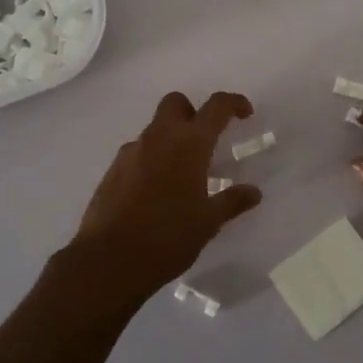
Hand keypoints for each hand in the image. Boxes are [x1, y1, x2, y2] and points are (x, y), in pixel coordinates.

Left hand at [62, 91, 262, 307]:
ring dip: (170, 139)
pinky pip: (137, 152)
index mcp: (189, 144)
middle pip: (176, 103)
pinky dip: (151, 160)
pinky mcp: (112, 170)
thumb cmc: (168, 237)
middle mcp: (159, 138)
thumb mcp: (208, 222)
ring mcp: (131, 152)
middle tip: (205, 140)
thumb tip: (253, 192)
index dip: (233, 103)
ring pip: (154, 129)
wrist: (109, 260)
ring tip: (181, 175)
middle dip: (193, 112)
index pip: (216, 106)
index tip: (245, 113)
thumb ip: (232, 202)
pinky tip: (156, 191)